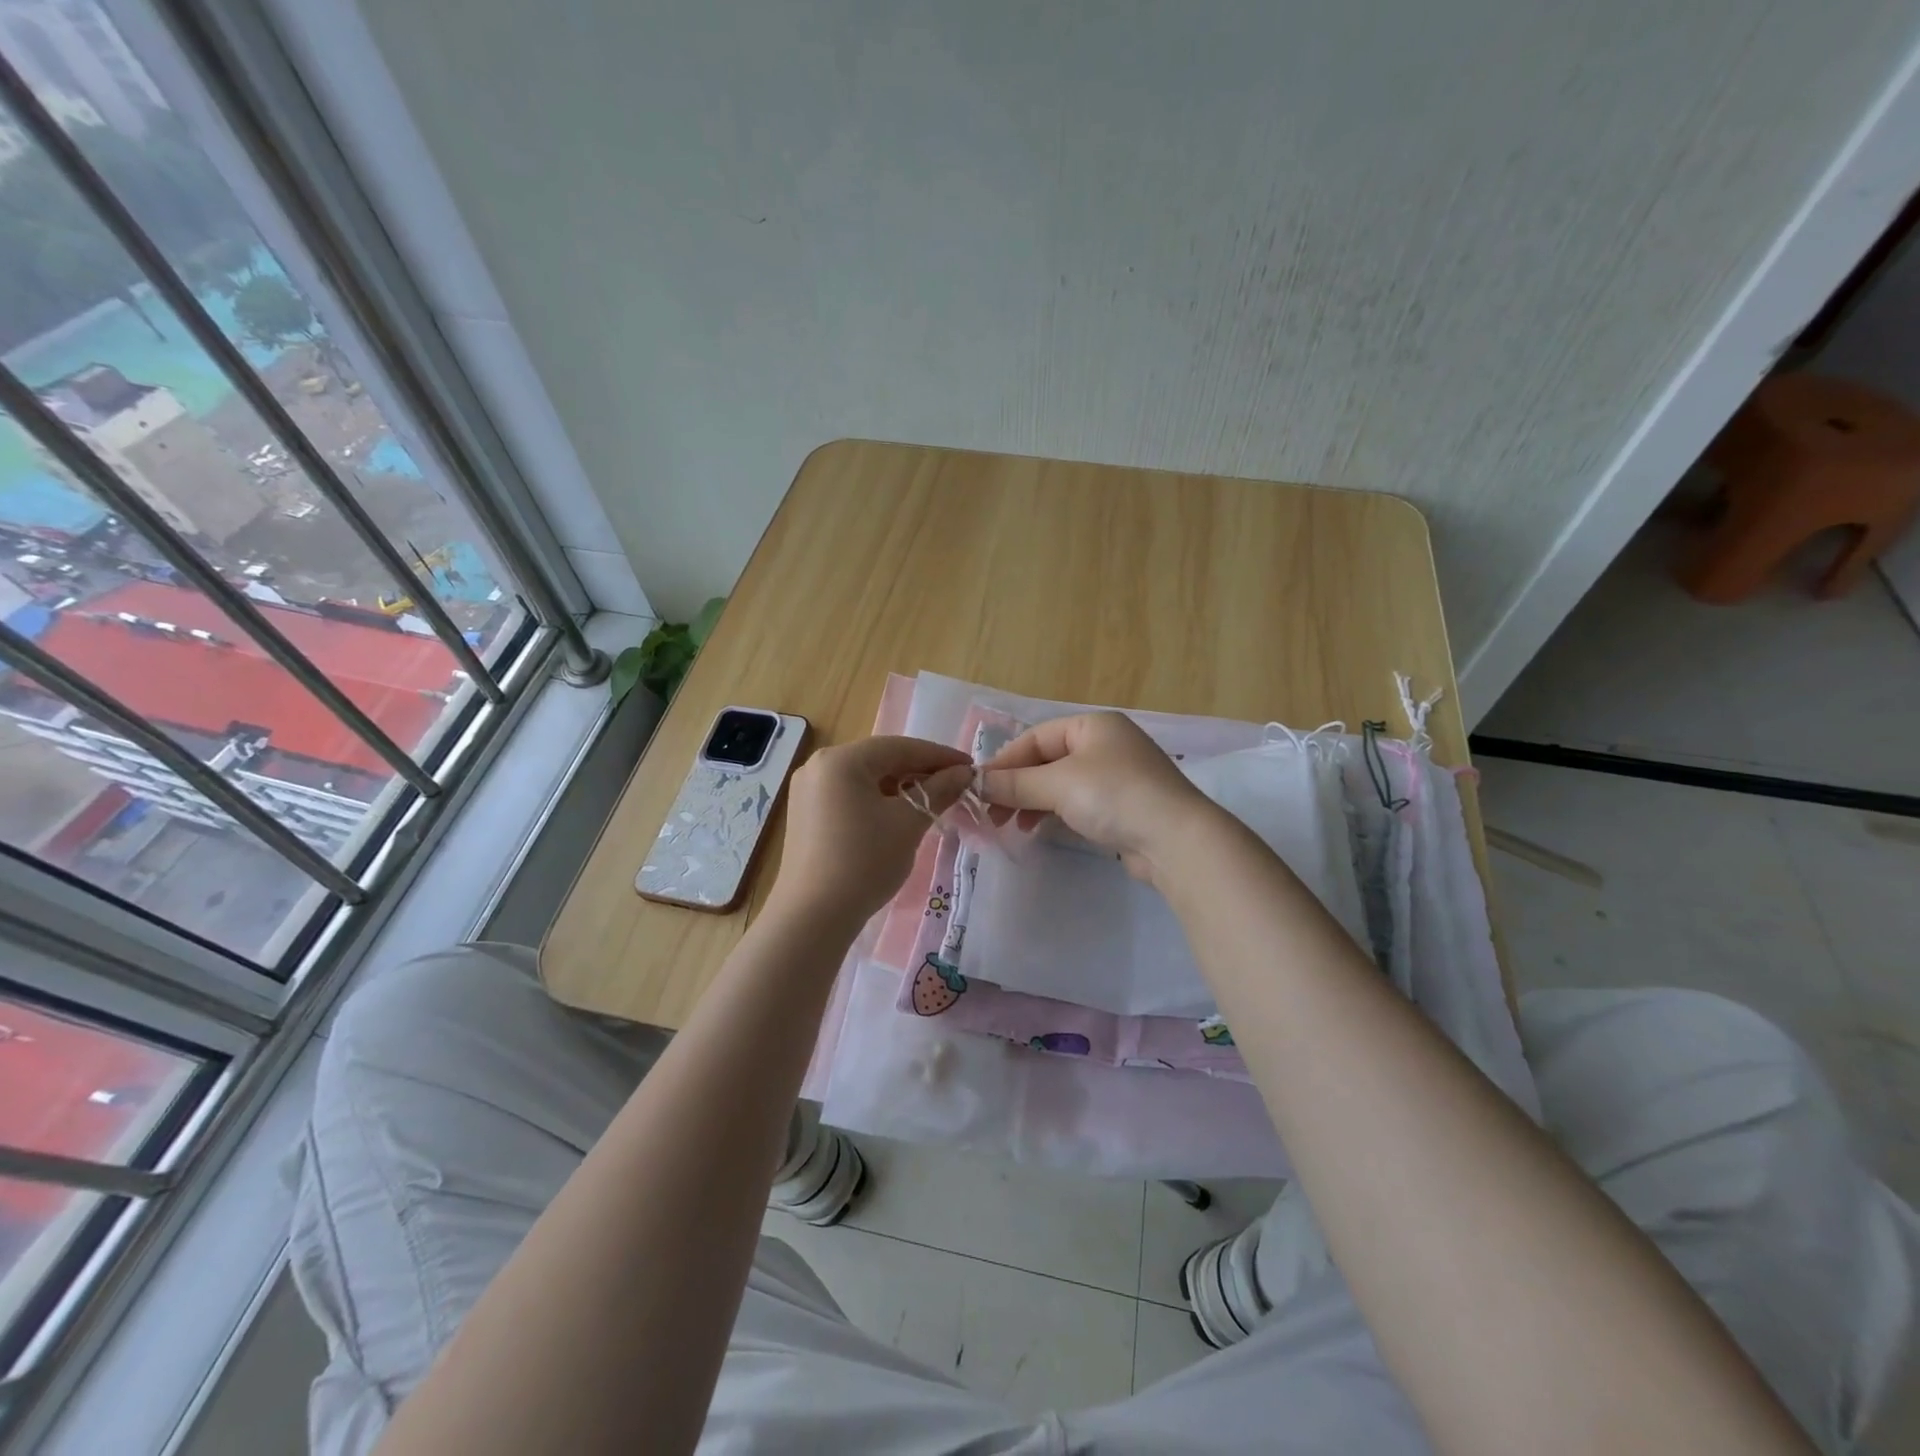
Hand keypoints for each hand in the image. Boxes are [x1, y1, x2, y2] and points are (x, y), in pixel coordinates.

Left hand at [767, 736, 972, 927]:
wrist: (813, 917)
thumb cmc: (864, 862)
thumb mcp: (908, 823)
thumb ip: (939, 791)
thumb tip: (964, 773)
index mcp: (841, 760)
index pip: (900, 747)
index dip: (939, 756)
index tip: (970, 768)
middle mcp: (819, 766)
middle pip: (880, 759)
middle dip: (919, 771)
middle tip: (955, 786)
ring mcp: (808, 790)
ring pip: (865, 778)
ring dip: (900, 787)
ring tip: (931, 802)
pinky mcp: (806, 814)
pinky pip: (849, 795)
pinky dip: (877, 800)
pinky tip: (899, 816)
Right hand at [978, 712, 1219, 884]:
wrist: (1176, 840)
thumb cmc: (1114, 796)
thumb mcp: (1058, 784)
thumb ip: (1014, 783)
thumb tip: (975, 783)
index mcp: (1093, 726)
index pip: (1036, 737)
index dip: (1005, 762)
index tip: (980, 789)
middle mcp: (1106, 744)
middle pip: (1047, 760)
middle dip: (1017, 785)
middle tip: (991, 812)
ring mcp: (1117, 776)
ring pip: (1060, 784)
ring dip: (1032, 801)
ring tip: (1011, 825)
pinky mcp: (1123, 807)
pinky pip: (1077, 803)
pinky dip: (1054, 813)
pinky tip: (1039, 829)